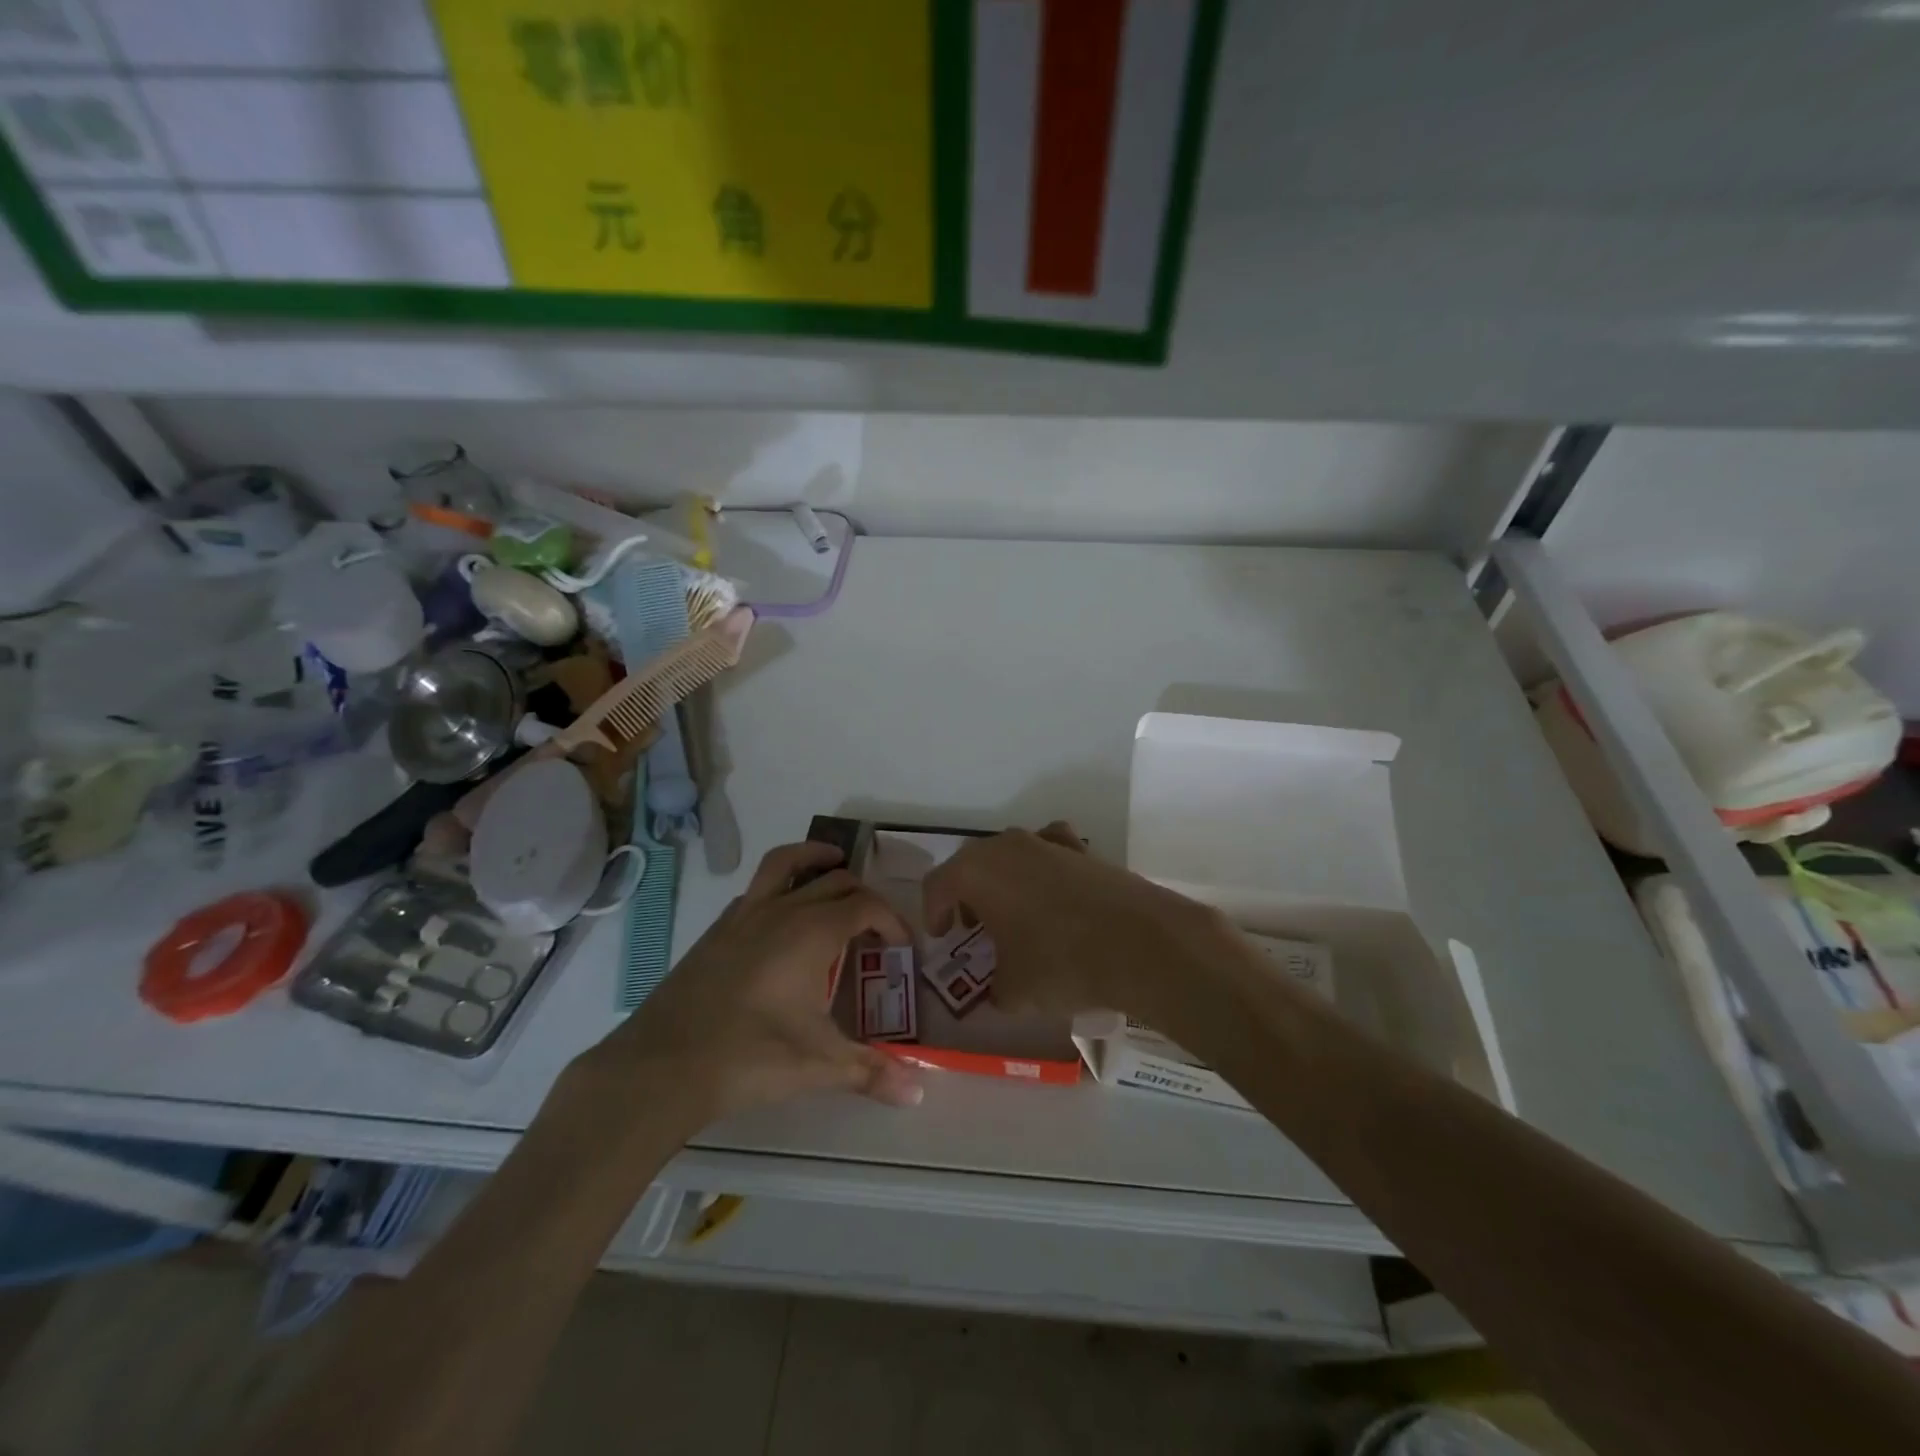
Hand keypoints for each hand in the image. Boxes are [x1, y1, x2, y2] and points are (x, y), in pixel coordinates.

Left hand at [578, 842, 922, 1125]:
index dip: (892, 921)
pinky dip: (779, 887)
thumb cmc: (751, 1056)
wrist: (663, 1065)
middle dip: (863, 895)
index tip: (903, 948)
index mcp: (813, 932)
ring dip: (815, 858)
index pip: (866, 906)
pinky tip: (780, 917)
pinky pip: (756, 890)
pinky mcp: (717, 930)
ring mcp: (744, 915)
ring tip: (833, 863)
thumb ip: (872, 1072)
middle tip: (876, 925)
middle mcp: (782, 910)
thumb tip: (919, 1093)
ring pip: (786, 864)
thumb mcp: (819, 1065)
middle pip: (834, 880)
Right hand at [922, 821, 1242, 1023]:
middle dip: (967, 895)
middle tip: (973, 927)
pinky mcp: (1085, 851)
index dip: (933, 912)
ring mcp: (1048, 843)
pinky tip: (1054, 897)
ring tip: (1014, 916)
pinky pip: (1050, 854)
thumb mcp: (1014, 991)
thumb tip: (998, 991)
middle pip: (972, 864)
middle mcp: (1007, 846)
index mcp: (976, 872)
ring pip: (1011, 856)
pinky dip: (1044, 871)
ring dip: (1004, 881)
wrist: (1141, 944)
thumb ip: (994, 989)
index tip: (943, 937)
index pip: (937, 884)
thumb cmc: (1061, 964)